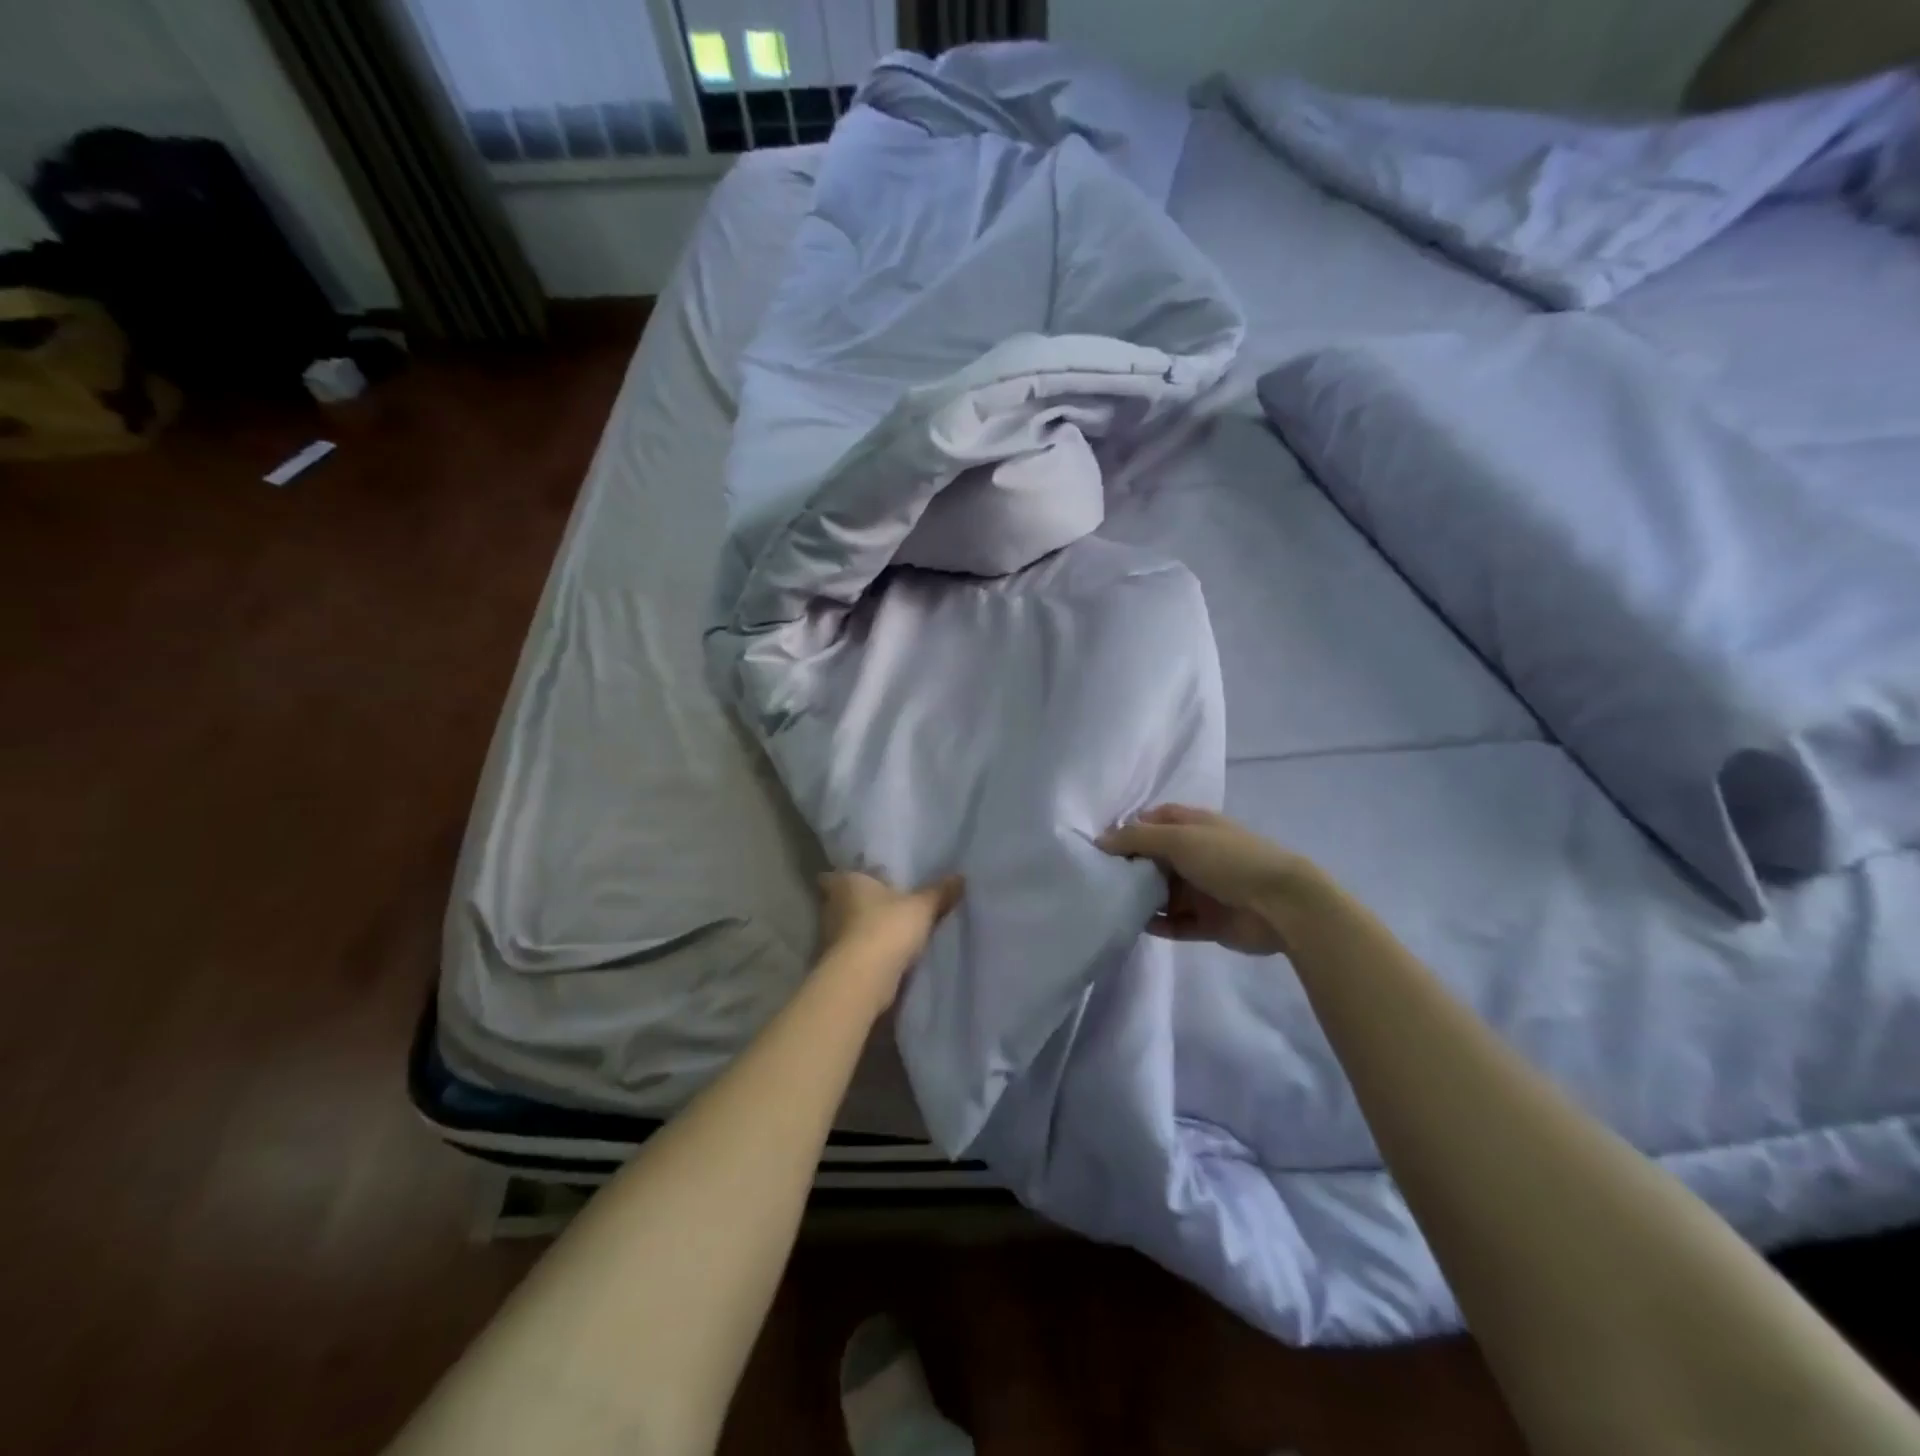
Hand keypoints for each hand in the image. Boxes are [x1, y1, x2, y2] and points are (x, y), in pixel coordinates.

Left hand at [816, 869, 964, 1008]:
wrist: (864, 979)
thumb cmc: (887, 928)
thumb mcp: (922, 907)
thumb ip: (939, 892)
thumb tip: (960, 877)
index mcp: (846, 883)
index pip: (832, 875)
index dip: (846, 878)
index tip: (861, 880)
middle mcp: (831, 907)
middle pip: (839, 902)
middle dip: (856, 904)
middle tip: (881, 904)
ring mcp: (829, 939)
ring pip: (844, 929)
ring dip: (861, 931)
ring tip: (887, 931)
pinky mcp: (836, 965)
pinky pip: (851, 953)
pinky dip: (864, 954)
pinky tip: (884, 957)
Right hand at [1098, 804, 1310, 955]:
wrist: (1281, 905)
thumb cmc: (1228, 860)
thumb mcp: (1179, 839)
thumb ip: (1136, 839)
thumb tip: (1100, 840)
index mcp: (1195, 826)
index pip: (1154, 821)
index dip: (1129, 830)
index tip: (1101, 846)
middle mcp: (1197, 854)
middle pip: (1154, 859)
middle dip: (1129, 867)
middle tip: (1098, 878)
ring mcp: (1203, 889)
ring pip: (1163, 892)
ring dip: (1140, 898)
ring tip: (1110, 904)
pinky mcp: (1208, 921)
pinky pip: (1176, 922)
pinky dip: (1158, 924)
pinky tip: (1135, 926)